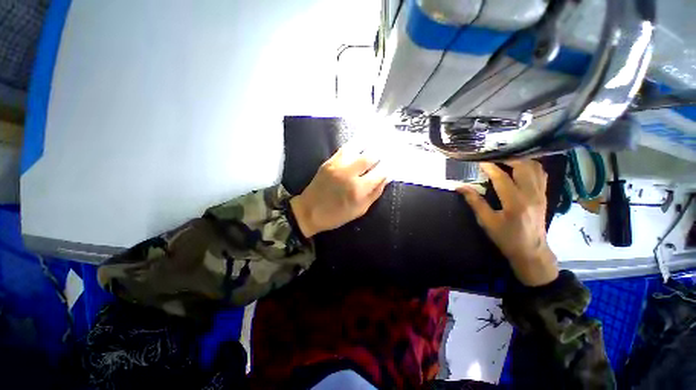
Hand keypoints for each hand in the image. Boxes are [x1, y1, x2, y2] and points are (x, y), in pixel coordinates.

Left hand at [290, 146, 388, 237]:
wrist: (309, 211)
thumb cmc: (336, 215)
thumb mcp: (360, 210)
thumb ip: (374, 193)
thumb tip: (386, 178)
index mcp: (358, 189)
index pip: (380, 172)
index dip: (389, 166)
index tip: (394, 163)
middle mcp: (349, 174)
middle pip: (371, 156)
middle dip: (381, 152)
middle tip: (388, 149)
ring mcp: (338, 165)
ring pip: (358, 147)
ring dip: (370, 144)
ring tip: (378, 141)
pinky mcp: (329, 161)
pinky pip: (345, 148)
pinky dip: (356, 144)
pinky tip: (362, 142)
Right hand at [457, 160, 558, 286]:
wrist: (531, 250)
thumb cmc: (506, 237)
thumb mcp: (487, 222)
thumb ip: (475, 202)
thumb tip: (460, 187)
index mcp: (515, 203)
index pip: (502, 178)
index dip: (489, 167)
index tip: (479, 160)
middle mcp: (531, 194)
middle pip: (523, 167)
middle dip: (507, 158)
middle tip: (492, 156)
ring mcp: (541, 194)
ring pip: (535, 167)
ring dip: (520, 160)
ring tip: (505, 158)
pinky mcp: (544, 195)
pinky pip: (541, 174)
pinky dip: (530, 166)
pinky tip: (520, 166)